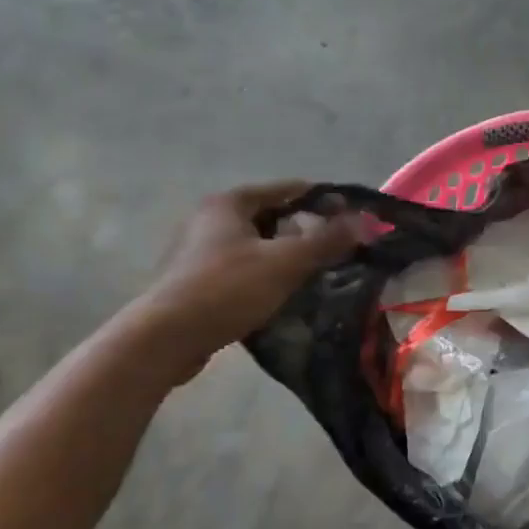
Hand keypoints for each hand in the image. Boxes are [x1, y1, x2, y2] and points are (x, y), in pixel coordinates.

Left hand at [128, 182, 359, 383]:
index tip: (350, 213)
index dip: (321, 198)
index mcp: (229, 203)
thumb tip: (364, 222)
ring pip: (256, 244)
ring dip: (285, 254)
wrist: (164, 340)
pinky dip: (265, 274)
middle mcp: (209, 219)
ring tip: (315, 270)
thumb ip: (327, 240)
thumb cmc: (227, 289)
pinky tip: (283, 292)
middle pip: (271, 216)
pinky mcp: (193, 281)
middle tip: (336, 245)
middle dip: (304, 228)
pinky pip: (241, 268)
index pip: (286, 189)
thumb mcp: (286, 261)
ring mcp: (197, 251)